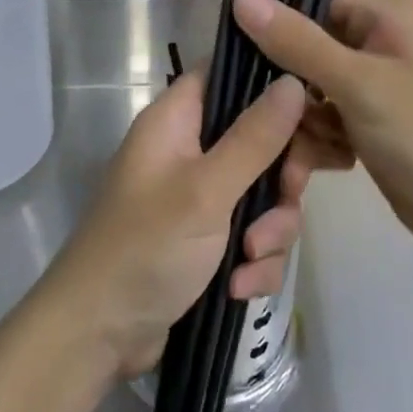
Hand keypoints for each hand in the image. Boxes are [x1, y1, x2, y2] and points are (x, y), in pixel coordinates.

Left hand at [41, 72, 309, 379]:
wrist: (99, 337)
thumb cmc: (146, 248)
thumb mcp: (206, 190)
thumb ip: (255, 137)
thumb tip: (294, 81)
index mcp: (176, 121)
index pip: (227, 74)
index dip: (271, 84)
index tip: (313, 108)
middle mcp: (189, 151)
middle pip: (260, 139)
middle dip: (281, 179)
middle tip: (287, 197)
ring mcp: (200, 198)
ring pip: (263, 194)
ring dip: (269, 231)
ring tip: (249, 258)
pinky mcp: (209, 240)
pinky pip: (253, 236)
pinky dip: (254, 262)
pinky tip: (239, 288)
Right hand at [232, 0, 412, 253]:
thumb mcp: (358, 84)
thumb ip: (297, 41)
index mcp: (385, 13)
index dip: (274, 11)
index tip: (233, 42)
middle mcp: (378, 39)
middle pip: (306, 41)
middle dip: (286, 81)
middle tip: (269, 111)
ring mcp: (373, 82)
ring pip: (308, 85)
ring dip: (302, 118)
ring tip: (310, 149)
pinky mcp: (368, 119)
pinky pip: (324, 115)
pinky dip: (320, 138)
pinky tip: (332, 162)